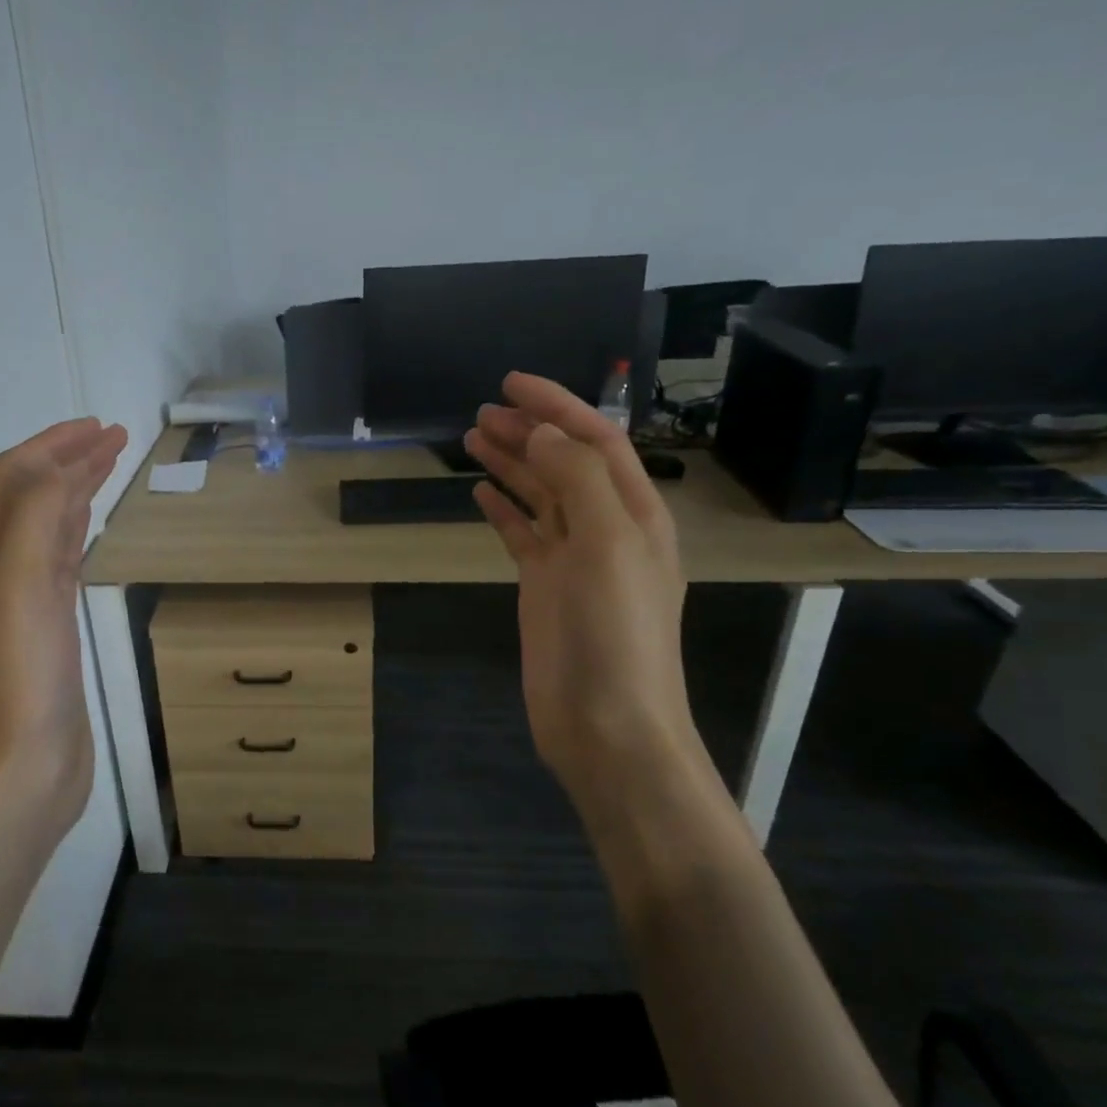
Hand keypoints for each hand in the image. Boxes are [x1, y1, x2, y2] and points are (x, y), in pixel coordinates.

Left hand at [0, 417, 127, 845]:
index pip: (12, 477)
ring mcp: (21, 600)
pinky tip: (92, 526)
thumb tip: (58, 468)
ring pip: (46, 526)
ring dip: (75, 490)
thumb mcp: (22, 584)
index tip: (99, 427)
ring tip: (109, 467)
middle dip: (67, 460)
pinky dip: (78, 530)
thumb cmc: (22, 675)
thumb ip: (35, 517)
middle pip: (28, 495)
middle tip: (114, 438)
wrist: (24, 766)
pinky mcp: (47, 627)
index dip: (51, 445)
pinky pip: (61, 561)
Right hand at [463, 373, 699, 814]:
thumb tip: (541, 432)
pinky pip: (522, 535)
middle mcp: (606, 528)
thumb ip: (576, 479)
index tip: (511, 384)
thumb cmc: (615, 632)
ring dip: (510, 464)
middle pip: (563, 462)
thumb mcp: (607, 543)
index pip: (595, 440)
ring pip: (540, 495)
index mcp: (634, 512)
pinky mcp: (545, 587)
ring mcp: (573, 559)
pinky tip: (479, 495)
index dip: (557, 407)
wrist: (607, 723)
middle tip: (481, 411)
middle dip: (527, 431)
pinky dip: (502, 510)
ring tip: (472, 439)